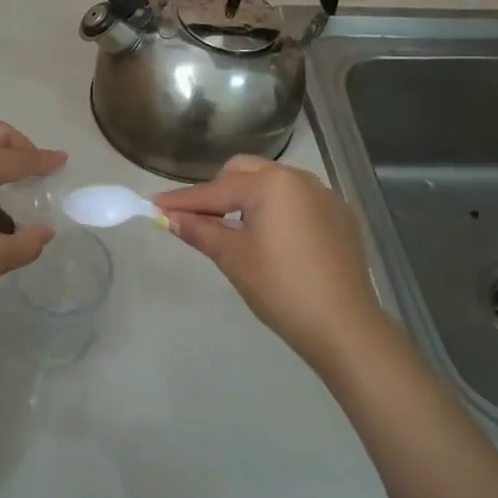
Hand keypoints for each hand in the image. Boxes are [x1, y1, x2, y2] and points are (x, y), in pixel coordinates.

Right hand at [155, 157, 398, 375]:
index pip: (216, 190)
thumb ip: (200, 230)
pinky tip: (273, 239)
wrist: (344, 325)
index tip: (153, 204)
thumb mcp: (233, 257)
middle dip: (218, 191)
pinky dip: (277, 209)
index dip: (183, 201)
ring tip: (234, 228)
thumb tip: (170, 217)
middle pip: (245, 172)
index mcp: (271, 184)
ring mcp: (325, 195)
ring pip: (273, 183)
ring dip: (248, 197)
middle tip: (199, 219)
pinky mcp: (340, 216)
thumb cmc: (281, 288)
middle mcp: (300, 178)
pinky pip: (298, 200)